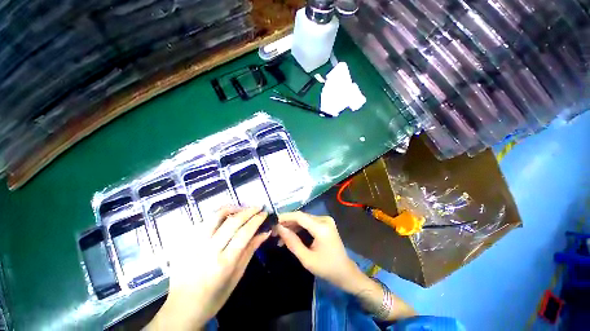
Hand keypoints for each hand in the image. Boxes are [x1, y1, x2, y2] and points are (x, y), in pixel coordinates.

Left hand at [147, 207, 270, 329]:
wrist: (182, 308)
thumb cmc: (214, 297)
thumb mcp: (236, 276)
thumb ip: (250, 251)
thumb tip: (264, 233)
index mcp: (224, 264)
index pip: (244, 233)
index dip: (256, 220)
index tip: (264, 213)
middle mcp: (209, 251)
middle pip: (232, 222)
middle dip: (248, 211)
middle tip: (258, 207)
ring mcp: (195, 245)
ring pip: (215, 217)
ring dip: (232, 208)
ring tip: (242, 208)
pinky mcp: (186, 243)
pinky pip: (203, 221)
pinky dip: (217, 215)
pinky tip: (225, 215)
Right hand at [276, 211, 363, 293]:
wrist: (345, 271)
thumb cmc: (326, 268)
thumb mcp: (306, 259)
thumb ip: (292, 242)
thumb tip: (279, 229)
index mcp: (322, 228)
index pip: (300, 216)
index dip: (286, 217)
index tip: (273, 221)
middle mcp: (324, 219)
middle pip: (301, 217)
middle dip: (287, 223)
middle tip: (274, 231)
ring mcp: (326, 220)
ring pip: (304, 219)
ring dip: (292, 226)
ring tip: (280, 236)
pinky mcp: (325, 223)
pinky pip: (309, 222)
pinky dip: (299, 228)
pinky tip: (291, 235)